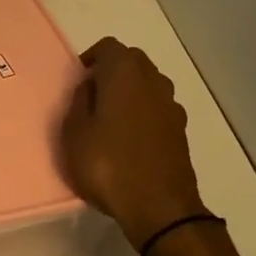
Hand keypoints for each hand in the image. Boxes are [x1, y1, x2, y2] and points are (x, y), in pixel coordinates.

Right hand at [62, 36, 211, 250]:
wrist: (160, 208)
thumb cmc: (108, 165)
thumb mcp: (74, 133)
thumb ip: (79, 101)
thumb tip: (90, 86)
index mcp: (125, 72)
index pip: (108, 46)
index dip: (91, 58)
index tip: (78, 80)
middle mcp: (153, 80)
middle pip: (132, 61)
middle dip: (112, 71)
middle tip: (91, 96)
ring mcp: (171, 105)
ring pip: (147, 84)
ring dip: (130, 92)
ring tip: (109, 119)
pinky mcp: (180, 130)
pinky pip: (157, 108)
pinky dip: (143, 113)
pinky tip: (129, 139)